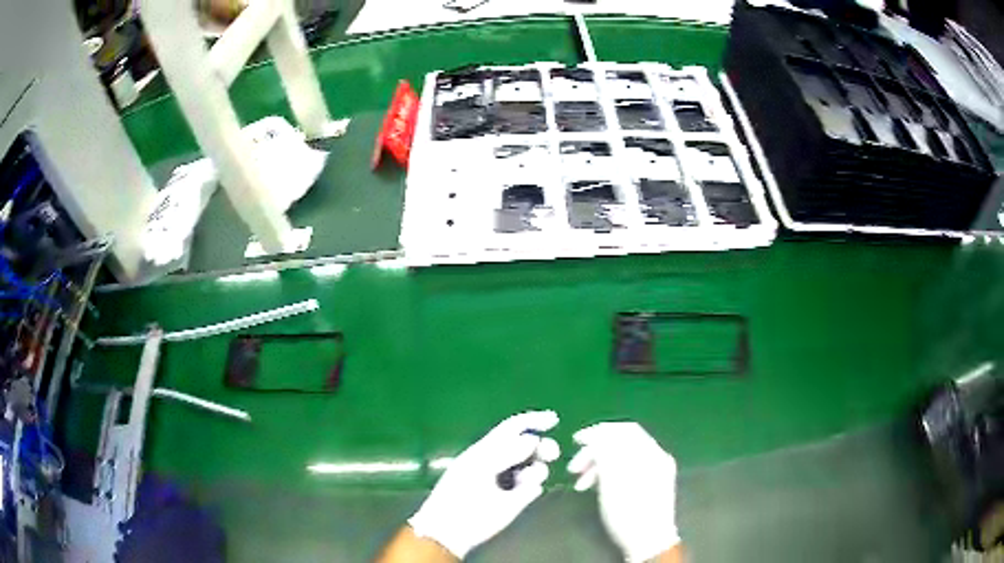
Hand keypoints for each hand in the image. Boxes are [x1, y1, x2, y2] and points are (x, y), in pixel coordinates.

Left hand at [408, 410, 560, 558]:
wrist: (451, 530)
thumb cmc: (460, 496)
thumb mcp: (481, 468)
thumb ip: (506, 452)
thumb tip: (532, 439)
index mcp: (486, 450)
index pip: (512, 428)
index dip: (532, 420)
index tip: (555, 419)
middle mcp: (499, 463)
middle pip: (528, 446)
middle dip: (542, 446)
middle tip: (552, 454)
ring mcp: (508, 483)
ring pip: (533, 466)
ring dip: (538, 467)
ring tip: (531, 477)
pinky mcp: (515, 501)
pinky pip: (533, 486)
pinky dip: (534, 484)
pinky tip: (525, 491)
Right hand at [568, 422, 679, 562]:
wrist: (649, 541)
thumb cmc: (629, 512)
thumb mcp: (612, 481)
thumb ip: (606, 453)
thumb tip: (597, 435)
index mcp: (650, 453)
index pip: (624, 430)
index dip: (598, 432)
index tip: (576, 440)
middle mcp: (656, 457)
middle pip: (622, 443)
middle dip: (595, 452)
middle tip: (574, 466)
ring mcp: (655, 471)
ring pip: (622, 458)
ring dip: (599, 465)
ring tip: (580, 482)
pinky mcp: (651, 484)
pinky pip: (627, 469)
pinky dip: (609, 474)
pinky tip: (595, 487)